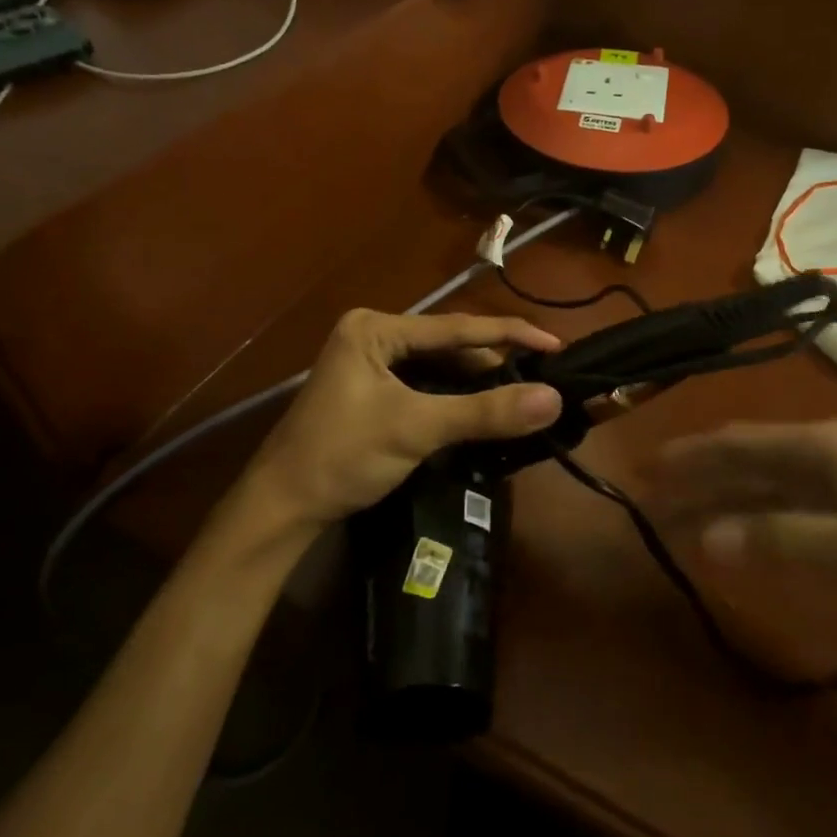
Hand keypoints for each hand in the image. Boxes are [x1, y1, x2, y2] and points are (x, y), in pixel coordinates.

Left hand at [236, 309, 562, 537]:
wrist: (280, 510)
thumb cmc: (341, 457)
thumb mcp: (416, 428)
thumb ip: (485, 412)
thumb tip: (553, 398)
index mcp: (375, 329)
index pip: (456, 327)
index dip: (509, 334)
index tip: (556, 345)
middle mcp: (373, 336)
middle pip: (448, 346)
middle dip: (494, 362)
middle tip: (543, 375)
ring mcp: (370, 365)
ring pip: (438, 368)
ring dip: (477, 383)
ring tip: (523, 393)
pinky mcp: (371, 393)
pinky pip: (425, 387)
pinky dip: (455, 398)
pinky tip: (483, 410)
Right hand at [657, 419, 836, 636]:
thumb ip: (782, 537)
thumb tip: (705, 537)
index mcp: (822, 445)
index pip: (738, 442)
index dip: (689, 455)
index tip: (645, 468)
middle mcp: (824, 456)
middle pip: (745, 464)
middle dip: (697, 480)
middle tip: (649, 499)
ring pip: (763, 489)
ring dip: (720, 504)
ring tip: (678, 522)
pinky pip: (787, 515)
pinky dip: (754, 525)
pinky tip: (737, 540)